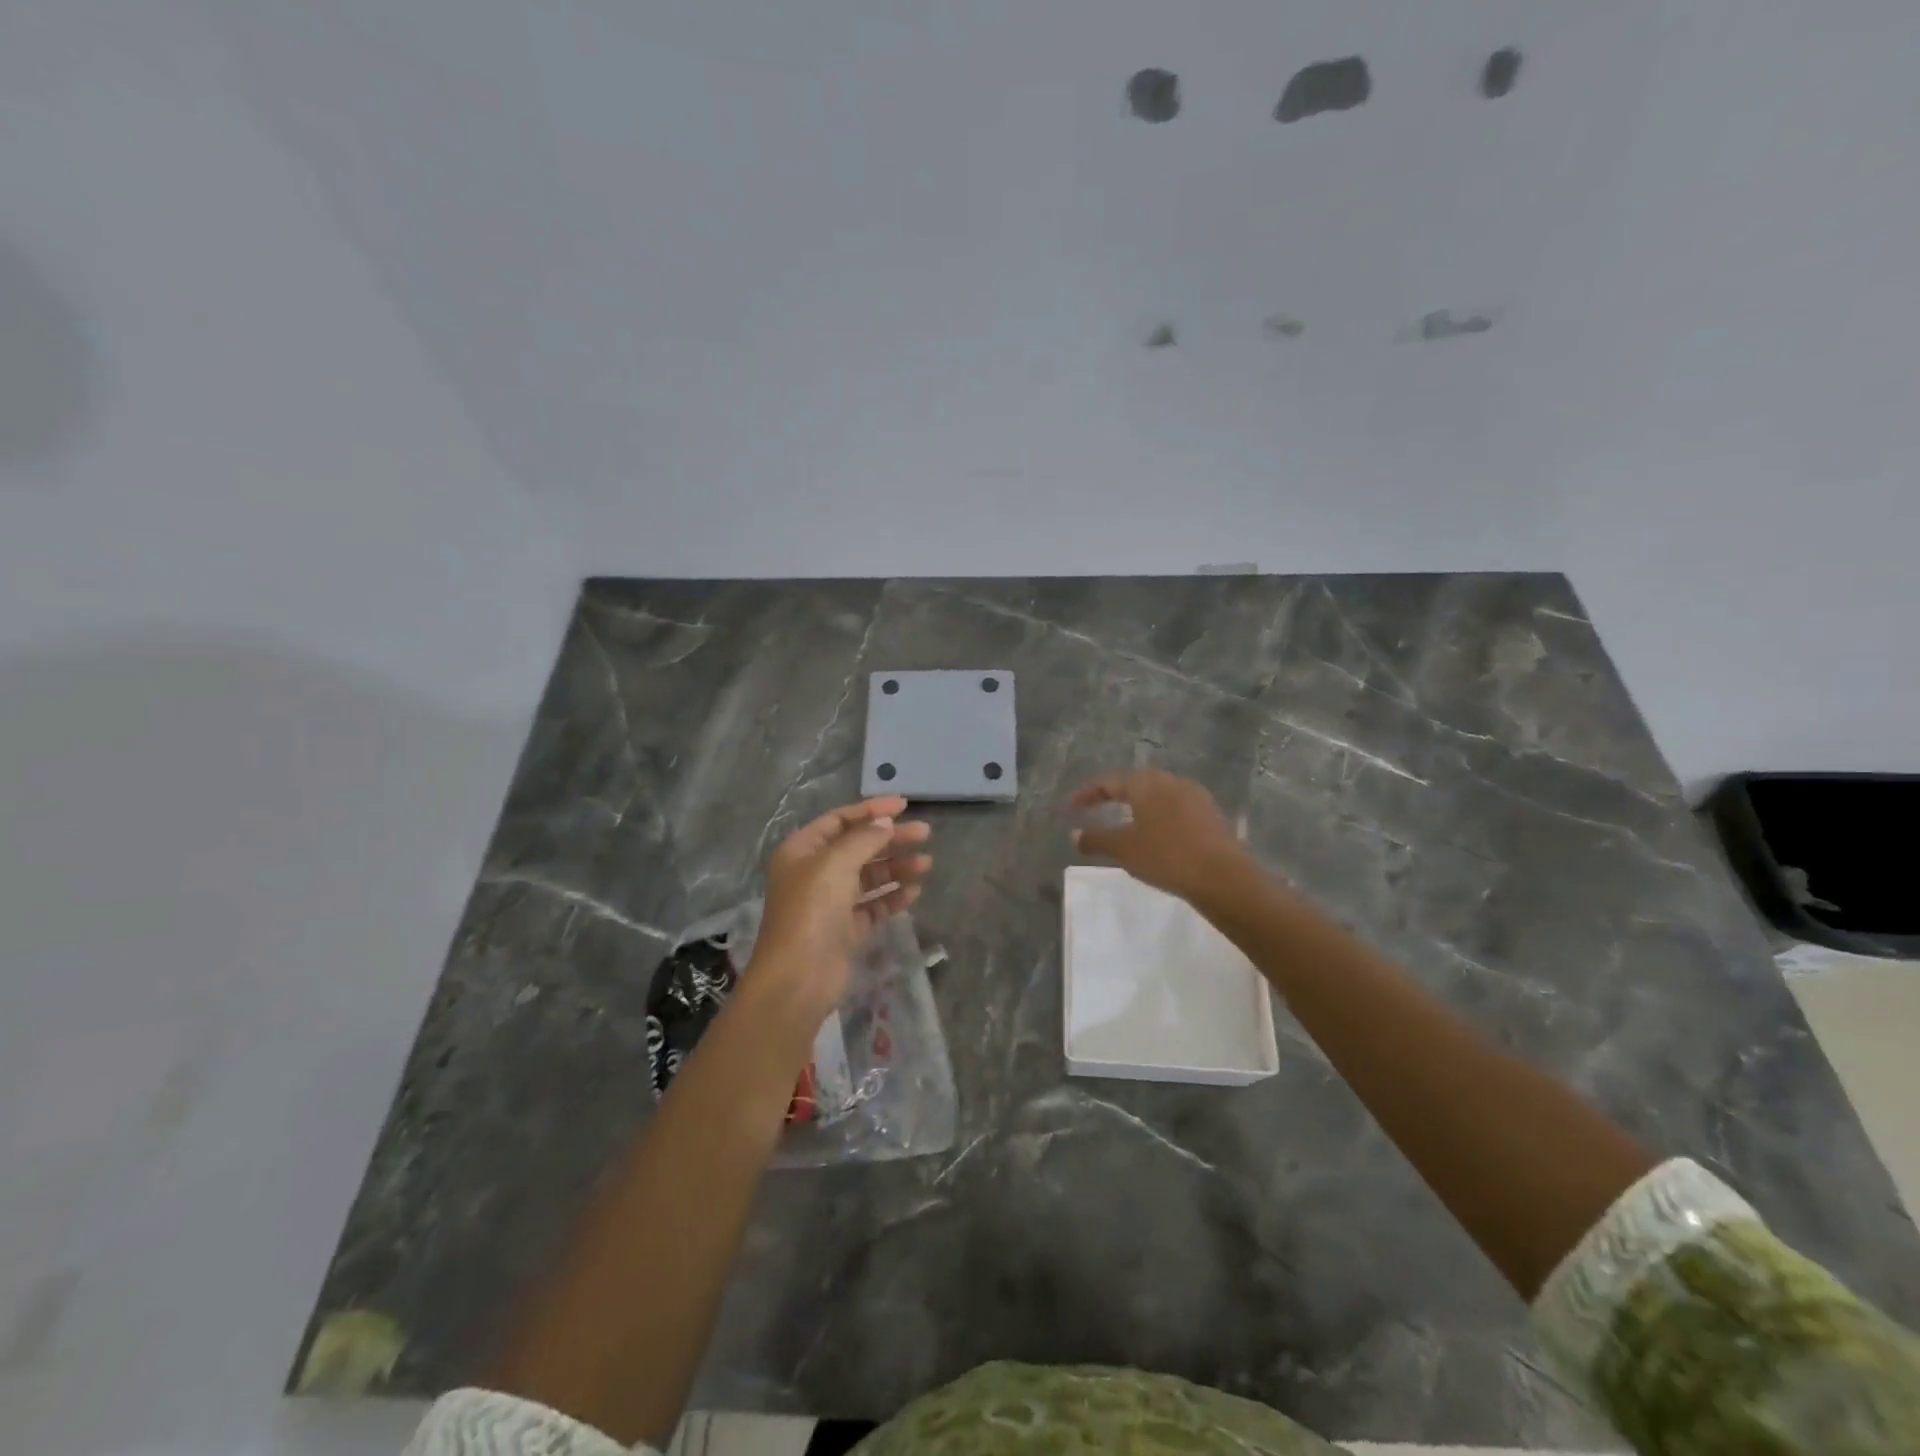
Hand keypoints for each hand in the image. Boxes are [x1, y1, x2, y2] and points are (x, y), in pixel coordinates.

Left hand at [749, 796, 931, 1020]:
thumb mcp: (836, 863)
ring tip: (927, 865)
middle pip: (858, 847)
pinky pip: (873, 905)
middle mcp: (814, 873)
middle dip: (891, 839)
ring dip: (896, 868)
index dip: (871, 810)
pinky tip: (914, 892)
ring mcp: (830, 902)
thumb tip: (886, 822)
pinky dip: (892, 897)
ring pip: (869, 876)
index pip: (840, 820)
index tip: (904, 806)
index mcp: (802, 851)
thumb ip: (864, 838)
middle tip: (924, 834)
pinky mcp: (845, 929)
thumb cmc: (811, 911)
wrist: (798, 978)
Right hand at [1070, 769, 1248, 904]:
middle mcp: (1171, 781)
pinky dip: (1159, 817)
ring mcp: (1195, 796)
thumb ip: (1096, 839)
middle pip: (1136, 783)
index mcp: (1146, 783)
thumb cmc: (1166, 856)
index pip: (1109, 782)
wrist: (1224, 877)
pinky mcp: (1211, 814)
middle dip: (1115, 795)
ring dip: (1139, 805)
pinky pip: (1176, 808)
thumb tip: (1075, 834)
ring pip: (1158, 795)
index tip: (1072, 807)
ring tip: (1125, 822)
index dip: (1088, 794)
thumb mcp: (1124, 850)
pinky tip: (1156, 834)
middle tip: (1098, 808)